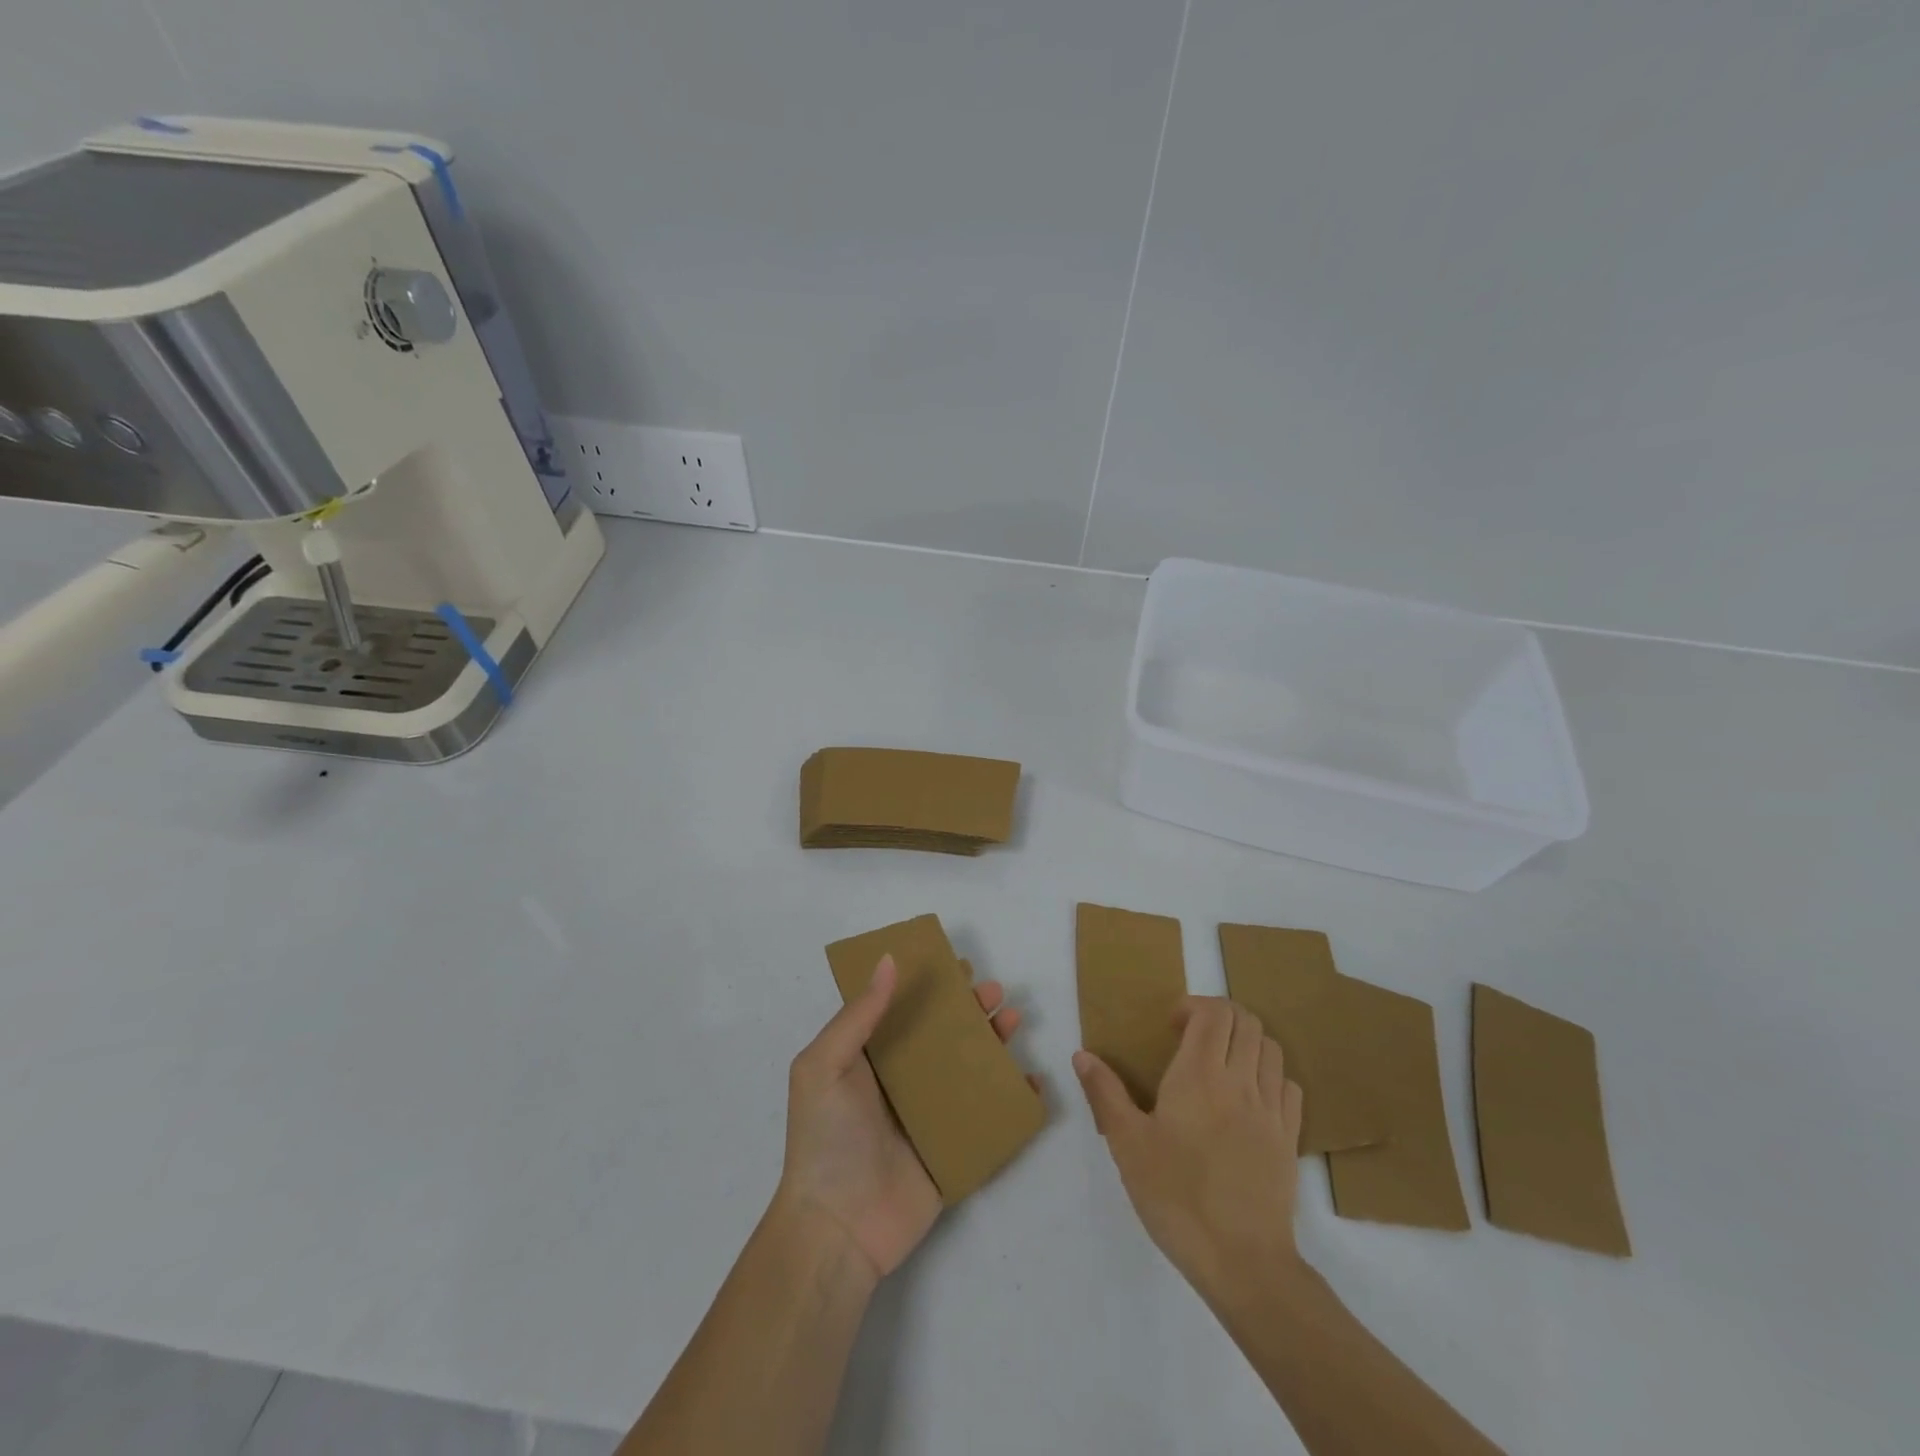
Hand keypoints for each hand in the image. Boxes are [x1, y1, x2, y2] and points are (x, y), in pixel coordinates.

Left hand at [776, 956, 1026, 1281]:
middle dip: (971, 1010)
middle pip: (944, 1036)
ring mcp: (930, 1116)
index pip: (905, 1010)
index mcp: (870, 1060)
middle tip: (995, 991)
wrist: (837, 1229)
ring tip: (1014, 1020)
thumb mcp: (824, 1066)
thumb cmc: (826, 1138)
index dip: (931, 986)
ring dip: (994, 1044)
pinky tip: (1031, 1081)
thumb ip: (859, 1015)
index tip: (959, 966)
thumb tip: (888, 960)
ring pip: (970, 1070)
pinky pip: (989, 1117)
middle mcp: (902, 1082)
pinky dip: (1012, 1099)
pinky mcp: (953, 1149)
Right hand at [1073, 997, 1304, 1303]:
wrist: (1243, 1262)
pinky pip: (1289, 1086)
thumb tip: (1083, 1055)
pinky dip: (1271, 1075)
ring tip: (1221, 1063)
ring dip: (1247, 1041)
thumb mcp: (1127, 1144)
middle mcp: (1241, 1081)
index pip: (1214, 1013)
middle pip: (1247, 1021)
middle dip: (1220, 1016)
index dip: (1194, 1005)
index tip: (1171, 1025)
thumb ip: (1105, 1093)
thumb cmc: (1177, 1197)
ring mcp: (1272, 1110)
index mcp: (1200, 1075)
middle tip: (1193, 1037)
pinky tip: (1250, 1097)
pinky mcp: (1290, 1139)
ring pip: (1272, 1048)